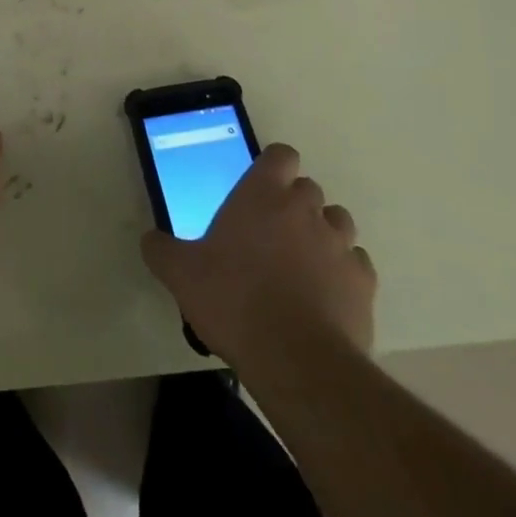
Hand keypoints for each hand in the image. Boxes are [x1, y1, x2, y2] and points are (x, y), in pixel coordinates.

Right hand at [141, 144, 374, 363]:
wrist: (297, 361)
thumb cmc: (233, 301)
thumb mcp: (181, 274)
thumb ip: (162, 250)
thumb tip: (151, 240)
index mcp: (263, 195)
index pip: (281, 155)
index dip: (273, 167)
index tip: (259, 188)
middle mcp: (305, 209)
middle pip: (308, 188)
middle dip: (293, 204)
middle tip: (269, 233)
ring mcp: (340, 245)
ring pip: (338, 222)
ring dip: (322, 233)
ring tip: (301, 262)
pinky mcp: (364, 284)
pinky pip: (356, 264)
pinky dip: (342, 272)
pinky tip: (324, 294)